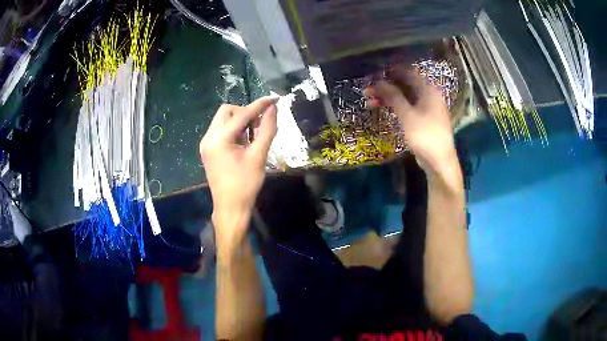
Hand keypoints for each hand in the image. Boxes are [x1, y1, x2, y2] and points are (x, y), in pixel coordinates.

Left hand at [200, 97, 277, 247]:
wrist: (230, 208)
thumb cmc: (245, 185)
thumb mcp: (259, 156)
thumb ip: (266, 130)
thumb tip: (273, 109)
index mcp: (219, 139)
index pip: (241, 114)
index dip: (259, 105)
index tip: (274, 99)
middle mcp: (208, 137)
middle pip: (227, 111)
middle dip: (245, 113)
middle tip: (260, 125)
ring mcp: (206, 144)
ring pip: (223, 120)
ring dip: (240, 122)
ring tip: (253, 136)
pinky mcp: (208, 150)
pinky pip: (221, 131)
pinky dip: (234, 131)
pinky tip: (244, 143)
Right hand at [365, 67, 456, 175]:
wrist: (439, 162)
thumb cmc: (425, 135)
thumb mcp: (407, 115)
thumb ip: (393, 96)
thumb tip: (379, 81)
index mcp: (428, 90)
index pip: (408, 72)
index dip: (390, 72)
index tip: (374, 74)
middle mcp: (429, 95)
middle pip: (405, 85)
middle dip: (386, 86)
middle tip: (367, 90)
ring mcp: (427, 108)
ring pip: (405, 97)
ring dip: (388, 97)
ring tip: (369, 101)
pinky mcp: (424, 119)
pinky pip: (408, 107)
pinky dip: (396, 107)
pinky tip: (382, 109)